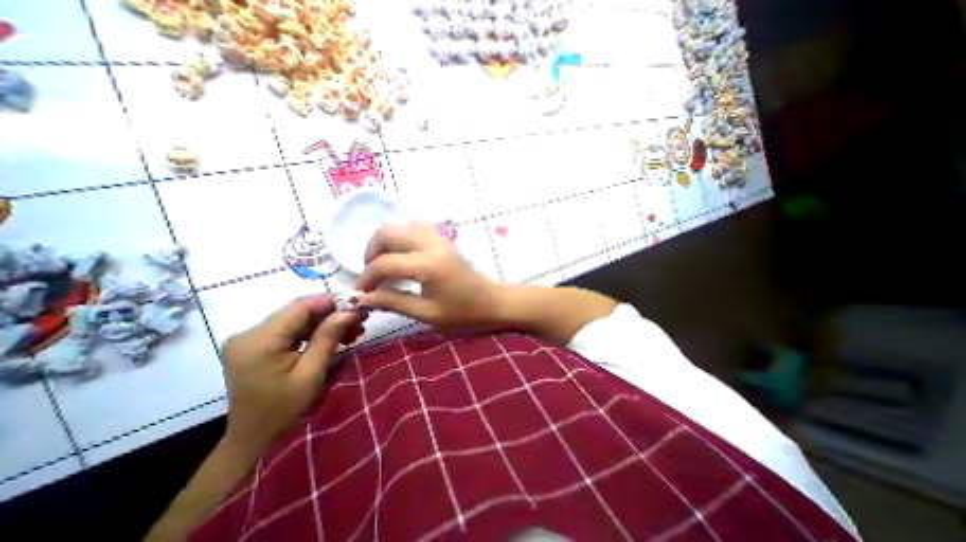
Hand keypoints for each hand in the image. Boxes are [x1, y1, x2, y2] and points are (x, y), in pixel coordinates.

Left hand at [218, 294, 366, 454]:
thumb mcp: (311, 374)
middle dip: (332, 313)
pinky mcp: (258, 344)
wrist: (252, 439)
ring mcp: (252, 338)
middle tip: (360, 320)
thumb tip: (349, 311)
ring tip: (353, 330)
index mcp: (259, 341)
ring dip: (327, 322)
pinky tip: (336, 337)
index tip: (358, 306)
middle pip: (299, 311)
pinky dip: (315, 331)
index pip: (300, 307)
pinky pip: (292, 329)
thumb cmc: (283, 411)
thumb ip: (328, 338)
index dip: (331, 301)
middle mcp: (249, 333)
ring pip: (298, 319)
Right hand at [357, 223, 502, 332]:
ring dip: (386, 242)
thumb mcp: (427, 314)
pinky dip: (401, 239)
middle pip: (389, 231)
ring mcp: (440, 239)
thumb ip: (394, 302)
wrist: (495, 303)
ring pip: (402, 226)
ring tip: (384, 265)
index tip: (362, 294)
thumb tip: (364, 299)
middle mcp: (432, 244)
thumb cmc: (465, 314)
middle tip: (372, 275)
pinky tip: (402, 258)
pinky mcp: (445, 241)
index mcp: (427, 264)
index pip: (384, 263)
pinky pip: (416, 229)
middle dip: (371, 251)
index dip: (367, 278)